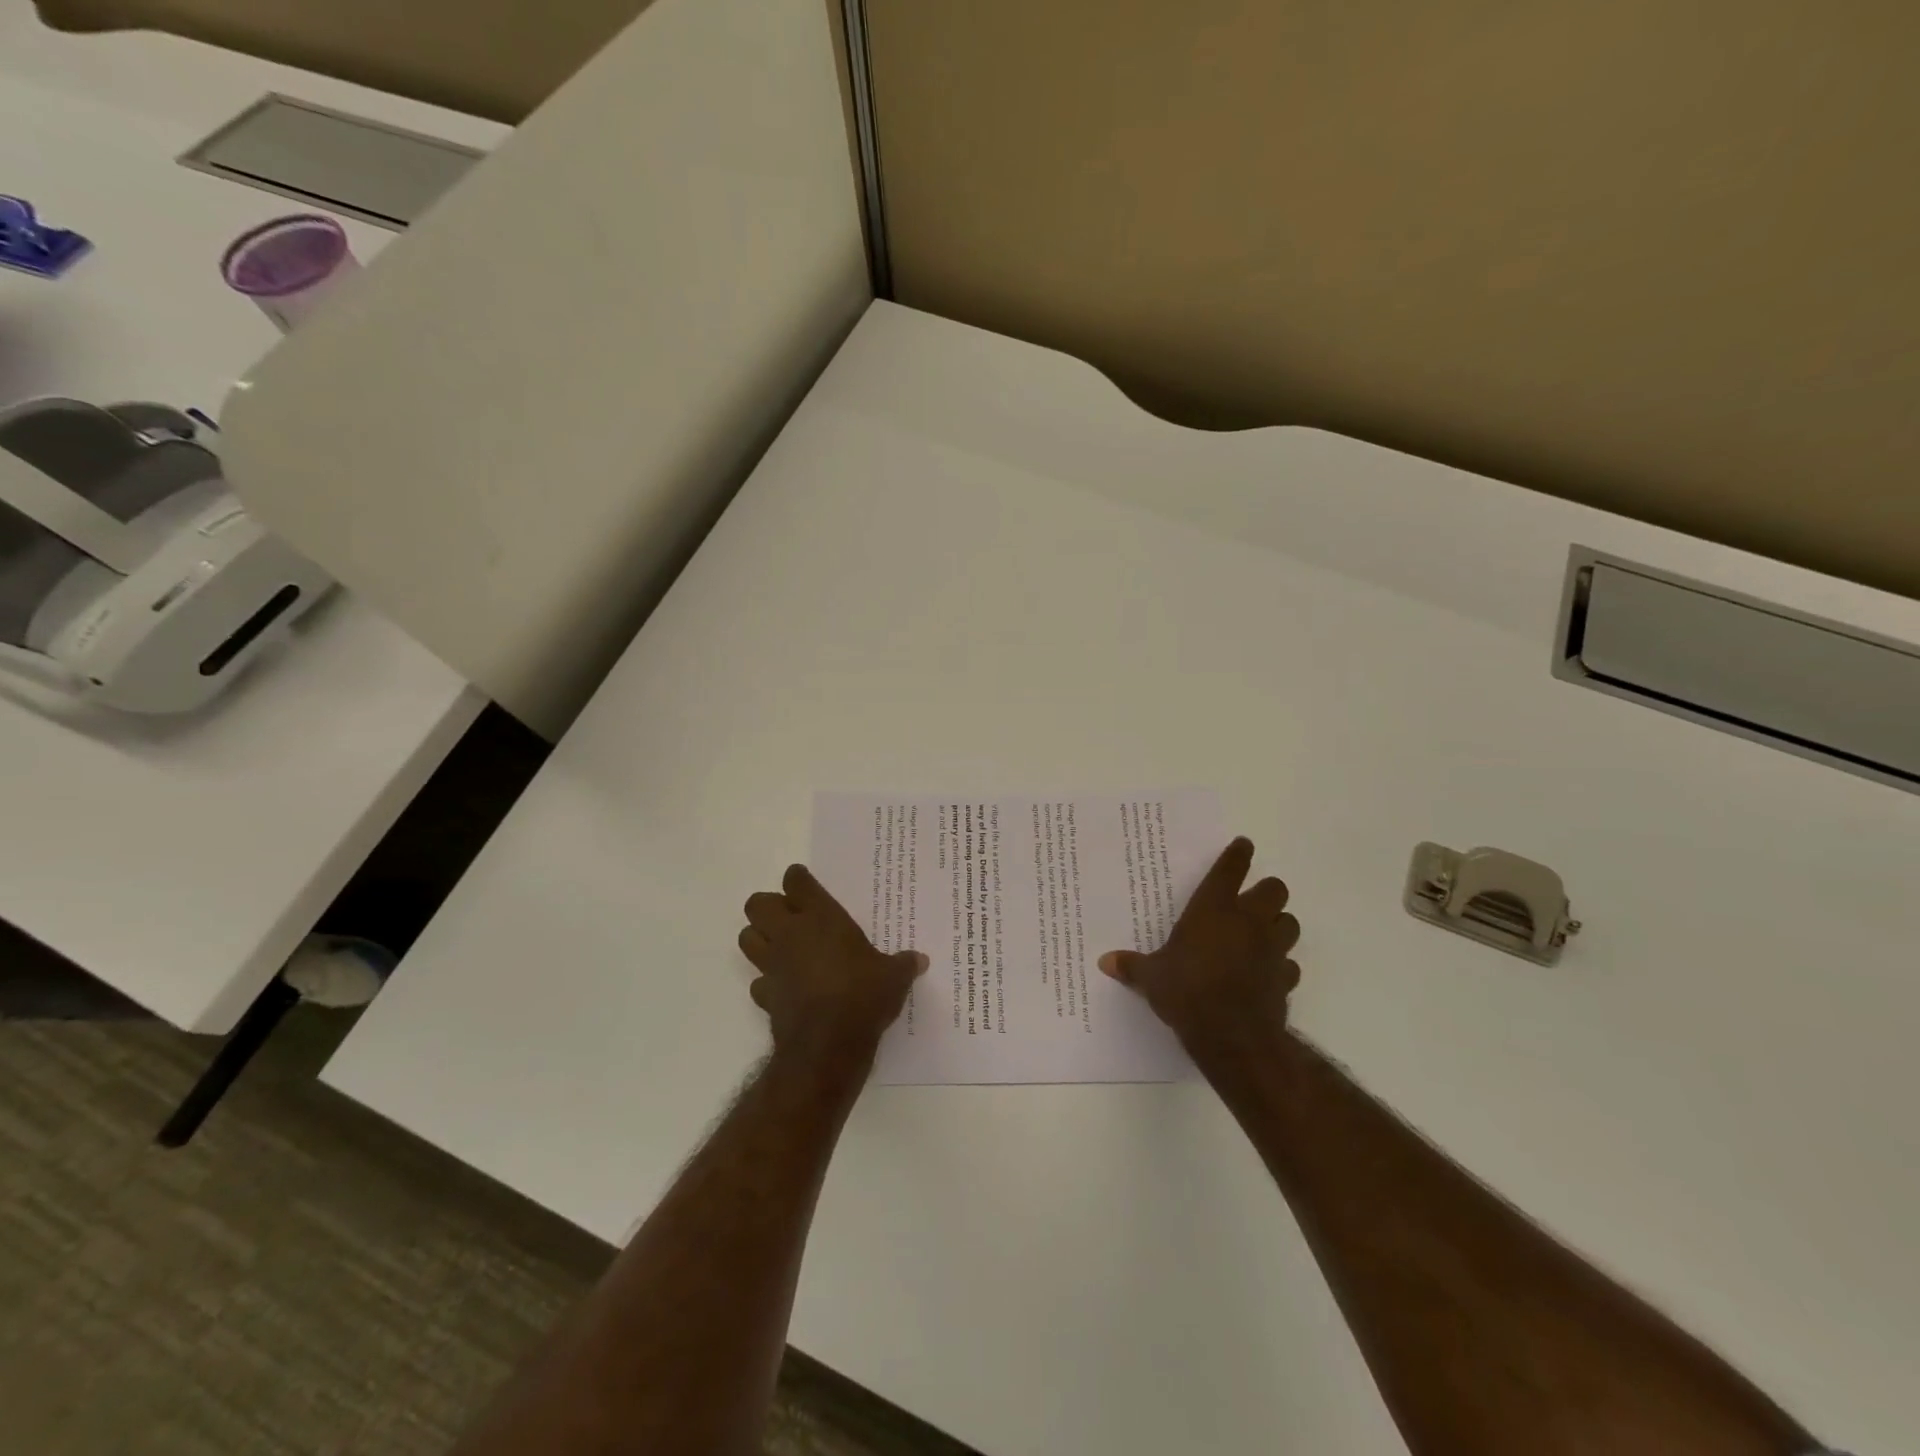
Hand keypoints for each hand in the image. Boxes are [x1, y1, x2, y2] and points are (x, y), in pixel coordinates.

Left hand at [738, 864, 925, 1073]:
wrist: (828, 1044)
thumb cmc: (863, 995)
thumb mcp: (894, 977)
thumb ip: (903, 964)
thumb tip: (920, 960)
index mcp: (821, 917)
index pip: (796, 882)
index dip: (798, 879)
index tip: (804, 882)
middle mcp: (790, 934)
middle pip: (757, 904)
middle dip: (768, 906)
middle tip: (790, 916)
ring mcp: (773, 965)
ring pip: (746, 938)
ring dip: (759, 938)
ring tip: (781, 945)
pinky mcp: (765, 996)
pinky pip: (758, 981)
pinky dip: (767, 981)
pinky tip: (785, 987)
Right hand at [1098, 837, 1299, 1061]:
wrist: (1232, 1036)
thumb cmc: (1187, 991)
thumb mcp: (1151, 978)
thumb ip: (1132, 966)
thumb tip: (1104, 962)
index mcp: (1213, 909)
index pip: (1231, 869)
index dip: (1238, 854)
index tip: (1243, 845)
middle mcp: (1248, 921)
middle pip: (1275, 889)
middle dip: (1266, 892)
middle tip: (1250, 902)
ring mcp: (1271, 949)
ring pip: (1290, 923)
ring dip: (1279, 924)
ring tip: (1262, 934)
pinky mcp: (1285, 979)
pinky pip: (1290, 964)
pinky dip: (1281, 965)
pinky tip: (1266, 973)